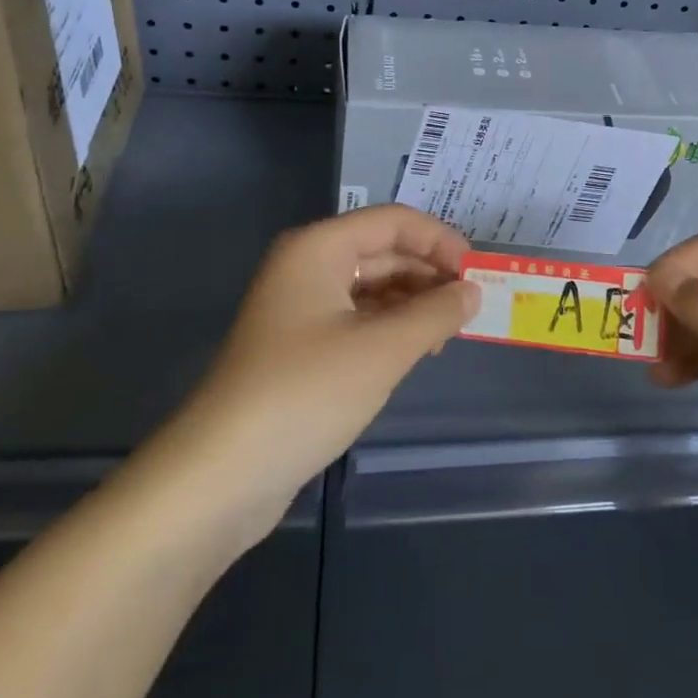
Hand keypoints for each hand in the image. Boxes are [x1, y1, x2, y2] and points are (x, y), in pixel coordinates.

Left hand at [169, 206, 479, 540]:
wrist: (220, 475)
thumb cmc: (305, 394)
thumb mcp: (382, 350)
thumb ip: (435, 313)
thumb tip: (473, 291)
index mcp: (319, 247)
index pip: (394, 221)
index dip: (440, 240)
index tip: (477, 273)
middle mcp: (307, 265)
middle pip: (382, 250)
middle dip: (429, 272)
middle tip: (471, 306)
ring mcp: (300, 306)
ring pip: (371, 285)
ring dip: (413, 301)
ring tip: (448, 331)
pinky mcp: (299, 345)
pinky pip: (356, 317)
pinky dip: (390, 326)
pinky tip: (416, 349)